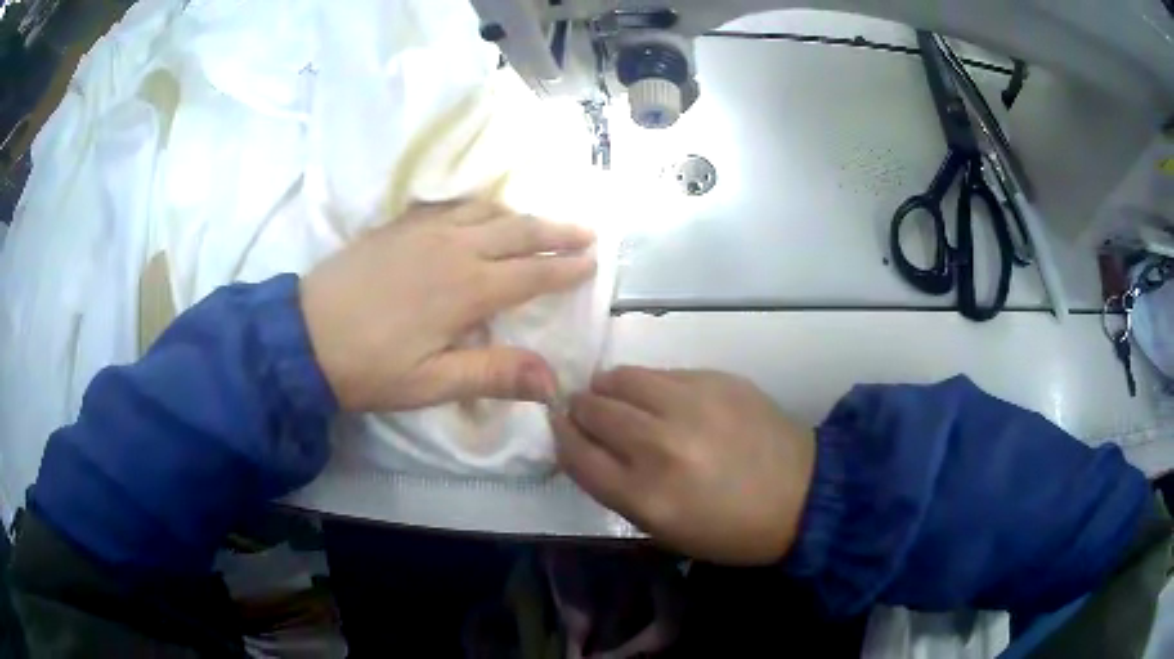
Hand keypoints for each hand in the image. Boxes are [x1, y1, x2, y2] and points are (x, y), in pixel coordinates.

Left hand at [300, 201, 595, 411]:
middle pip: (516, 231)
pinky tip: (478, 212)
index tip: (593, 262)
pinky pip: (449, 205)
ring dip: (519, 215)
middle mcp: (453, 249)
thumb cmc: (369, 367)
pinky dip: (476, 206)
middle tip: (586, 231)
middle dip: (555, 231)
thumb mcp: (431, 383)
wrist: (302, 336)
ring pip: (485, 211)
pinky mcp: (398, 226)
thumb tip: (553, 382)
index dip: (565, 268)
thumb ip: (494, 375)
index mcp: (466, 289)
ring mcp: (423, 231)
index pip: (530, 273)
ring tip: (539, 222)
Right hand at [553, 368, 814, 564]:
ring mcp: (691, 405)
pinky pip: (661, 372)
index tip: (560, 427)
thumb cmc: (727, 529)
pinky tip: (664, 400)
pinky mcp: (716, 380)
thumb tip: (582, 444)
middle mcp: (660, 445)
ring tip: (620, 400)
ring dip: (609, 389)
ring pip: (621, 377)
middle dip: (580, 410)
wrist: (800, 496)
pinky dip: (650, 386)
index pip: (575, 452)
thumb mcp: (661, 529)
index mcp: (644, 495)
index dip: (561, 435)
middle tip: (589, 414)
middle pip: (592, 408)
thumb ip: (615, 487)